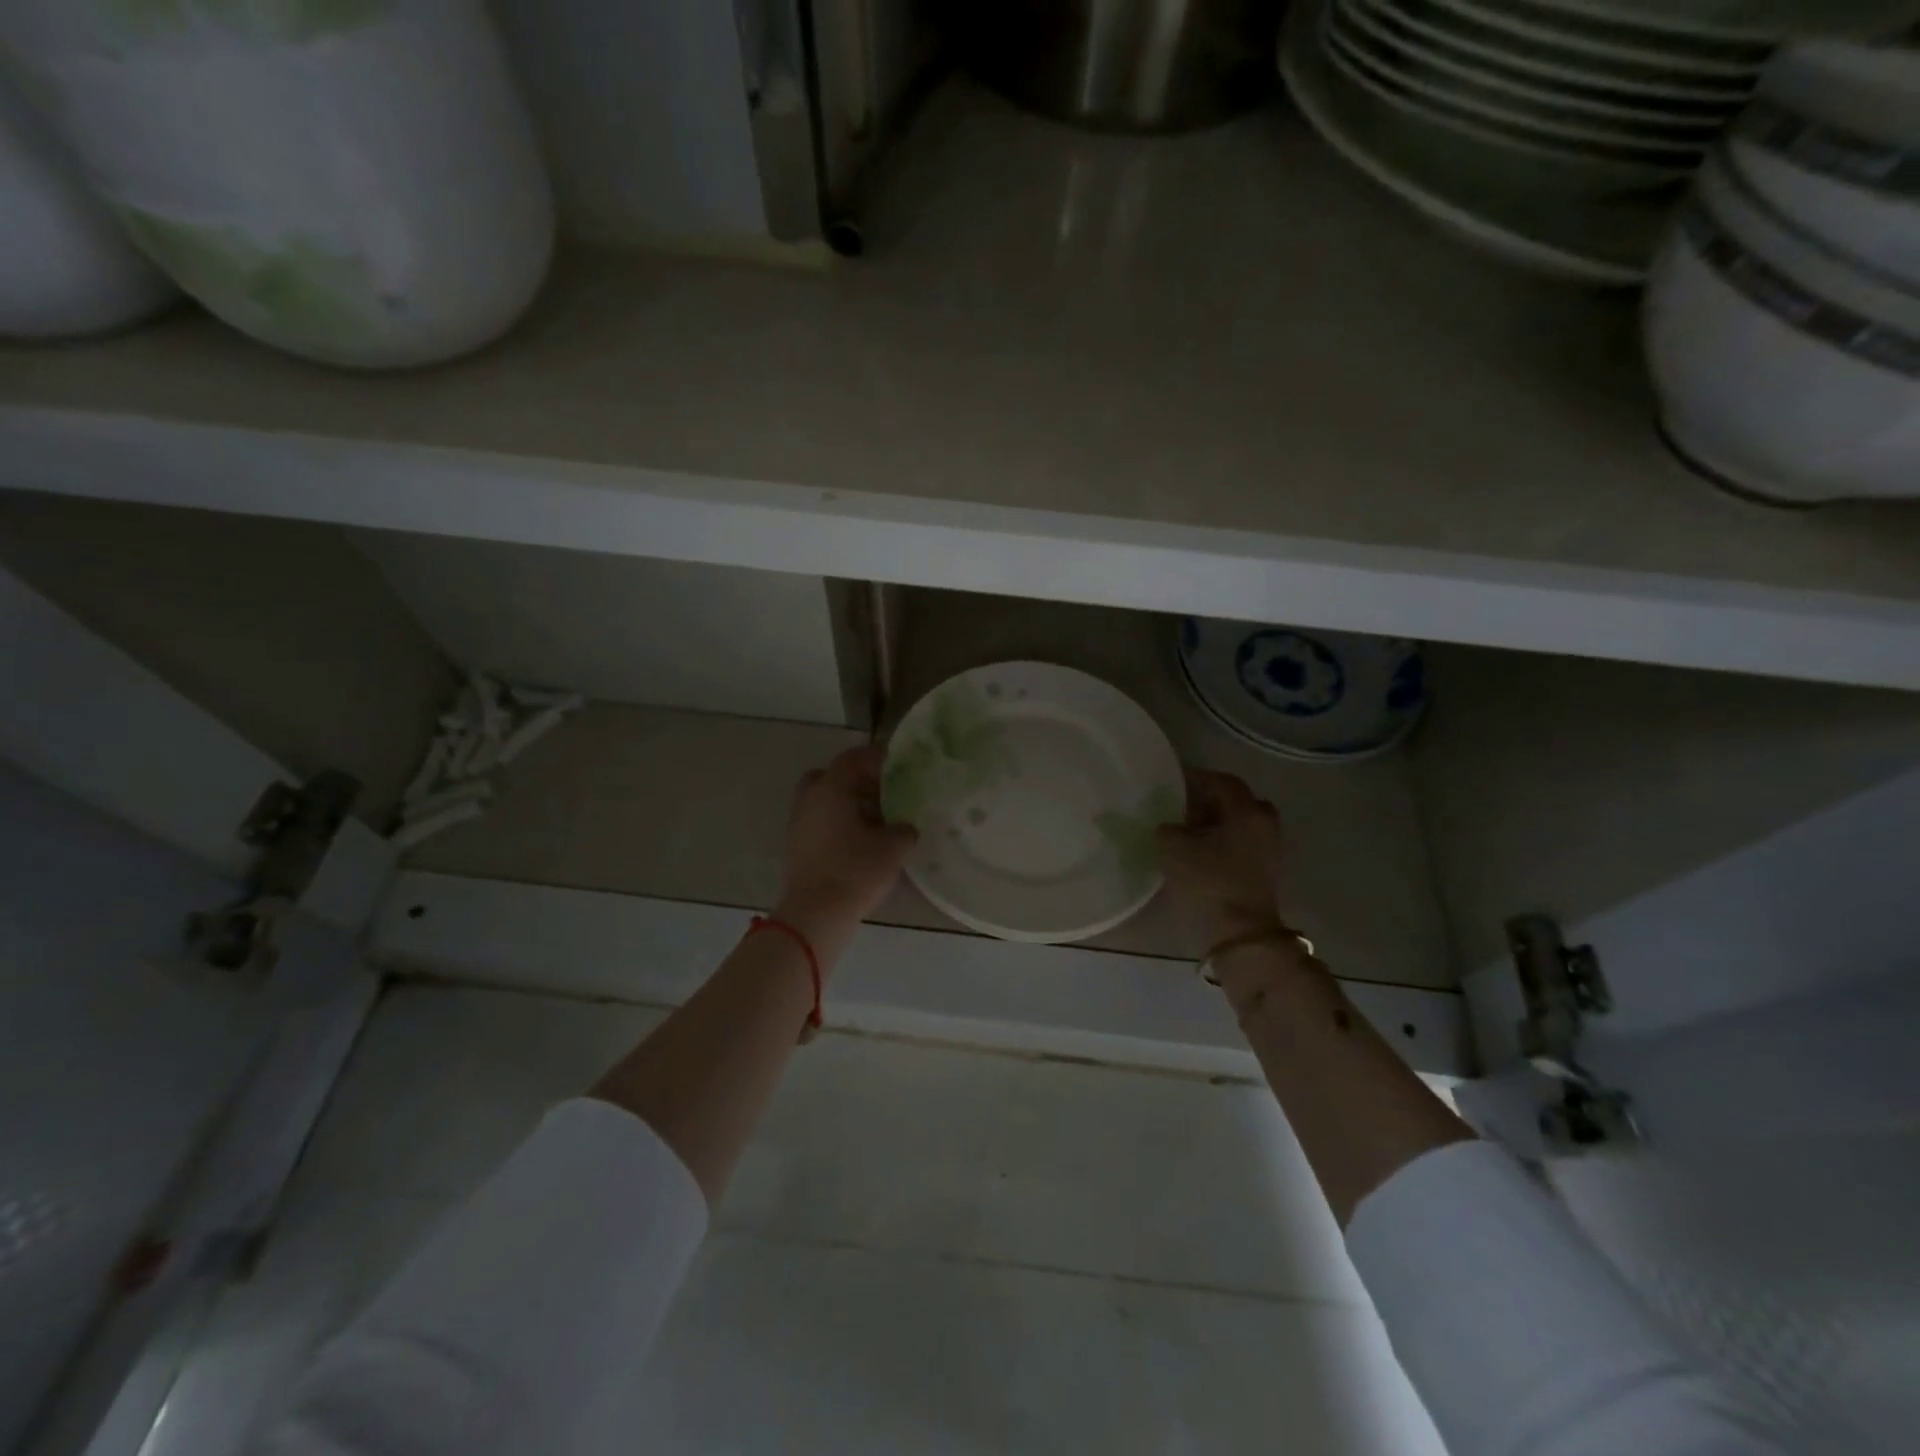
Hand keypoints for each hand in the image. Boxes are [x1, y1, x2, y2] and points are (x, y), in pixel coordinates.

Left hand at [776, 745, 917, 942]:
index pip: (853, 758)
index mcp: (831, 788)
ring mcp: (799, 823)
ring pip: (824, 800)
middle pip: (833, 776)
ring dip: (847, 803)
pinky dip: (838, 822)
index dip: (876, 758)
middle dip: (857, 780)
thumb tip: (906, 827)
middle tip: (882, 791)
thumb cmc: (855, 871)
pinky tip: (860, 839)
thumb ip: (904, 830)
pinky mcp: (797, 846)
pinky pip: (819, 821)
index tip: (897, 763)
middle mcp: (810, 799)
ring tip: (876, 819)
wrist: (815, 914)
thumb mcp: (893, 848)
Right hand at [1157, 771, 1286, 943]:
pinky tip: (1202, 851)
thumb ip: (1168, 828)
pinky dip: (1225, 841)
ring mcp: (1270, 849)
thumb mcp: (1174, 849)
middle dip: (1211, 800)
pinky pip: (1244, 843)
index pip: (1223, 782)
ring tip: (1189, 831)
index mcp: (1247, 811)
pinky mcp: (1266, 871)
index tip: (1175, 779)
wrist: (1240, 933)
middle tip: (1184, 806)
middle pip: (1238, 801)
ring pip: (1242, 823)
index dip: (1197, 777)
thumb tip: (1170, 827)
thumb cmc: (1209, 881)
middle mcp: (1264, 824)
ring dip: (1218, 822)